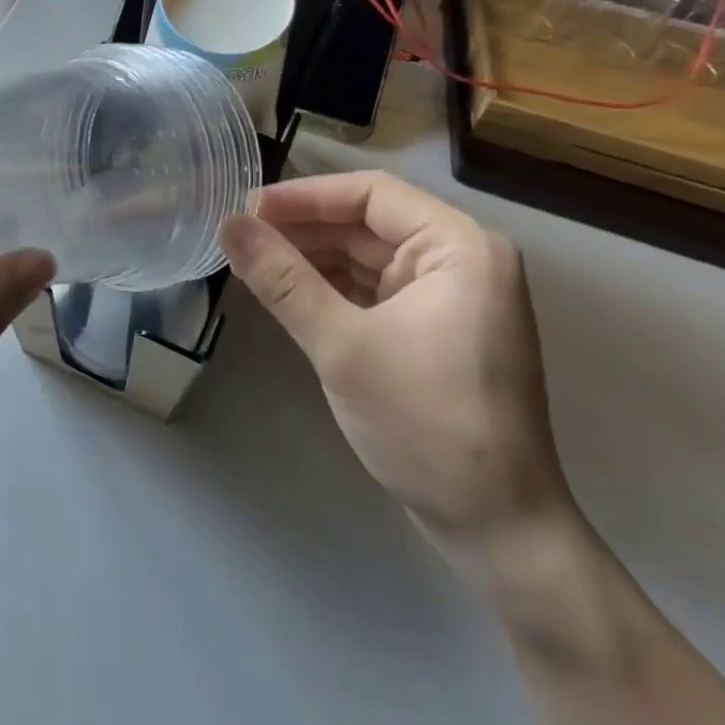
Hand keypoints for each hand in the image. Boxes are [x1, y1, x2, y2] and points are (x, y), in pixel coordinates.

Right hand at [220, 171, 568, 545]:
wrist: (497, 531)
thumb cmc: (427, 426)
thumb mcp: (342, 346)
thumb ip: (281, 279)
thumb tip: (226, 224)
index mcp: (459, 248)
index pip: (370, 193)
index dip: (304, 196)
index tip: (246, 209)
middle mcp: (460, 260)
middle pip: (367, 221)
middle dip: (303, 227)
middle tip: (240, 236)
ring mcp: (448, 296)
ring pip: (365, 254)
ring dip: (310, 256)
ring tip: (251, 259)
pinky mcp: (432, 328)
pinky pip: (371, 287)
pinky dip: (328, 285)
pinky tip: (284, 289)